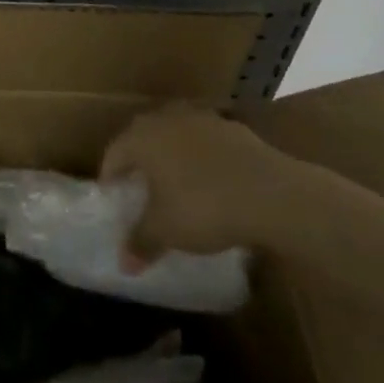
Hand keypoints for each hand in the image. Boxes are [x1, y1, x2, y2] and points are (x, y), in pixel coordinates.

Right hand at [100, 104, 290, 269]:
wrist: (273, 194)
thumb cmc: (205, 207)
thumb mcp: (166, 231)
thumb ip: (141, 242)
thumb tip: (123, 263)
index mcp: (143, 137)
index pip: (114, 153)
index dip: (110, 177)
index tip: (112, 197)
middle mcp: (168, 119)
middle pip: (143, 137)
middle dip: (138, 160)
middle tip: (138, 187)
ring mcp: (203, 119)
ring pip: (176, 135)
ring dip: (171, 155)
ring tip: (175, 183)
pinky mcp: (234, 129)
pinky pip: (206, 142)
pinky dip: (201, 158)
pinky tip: (211, 182)